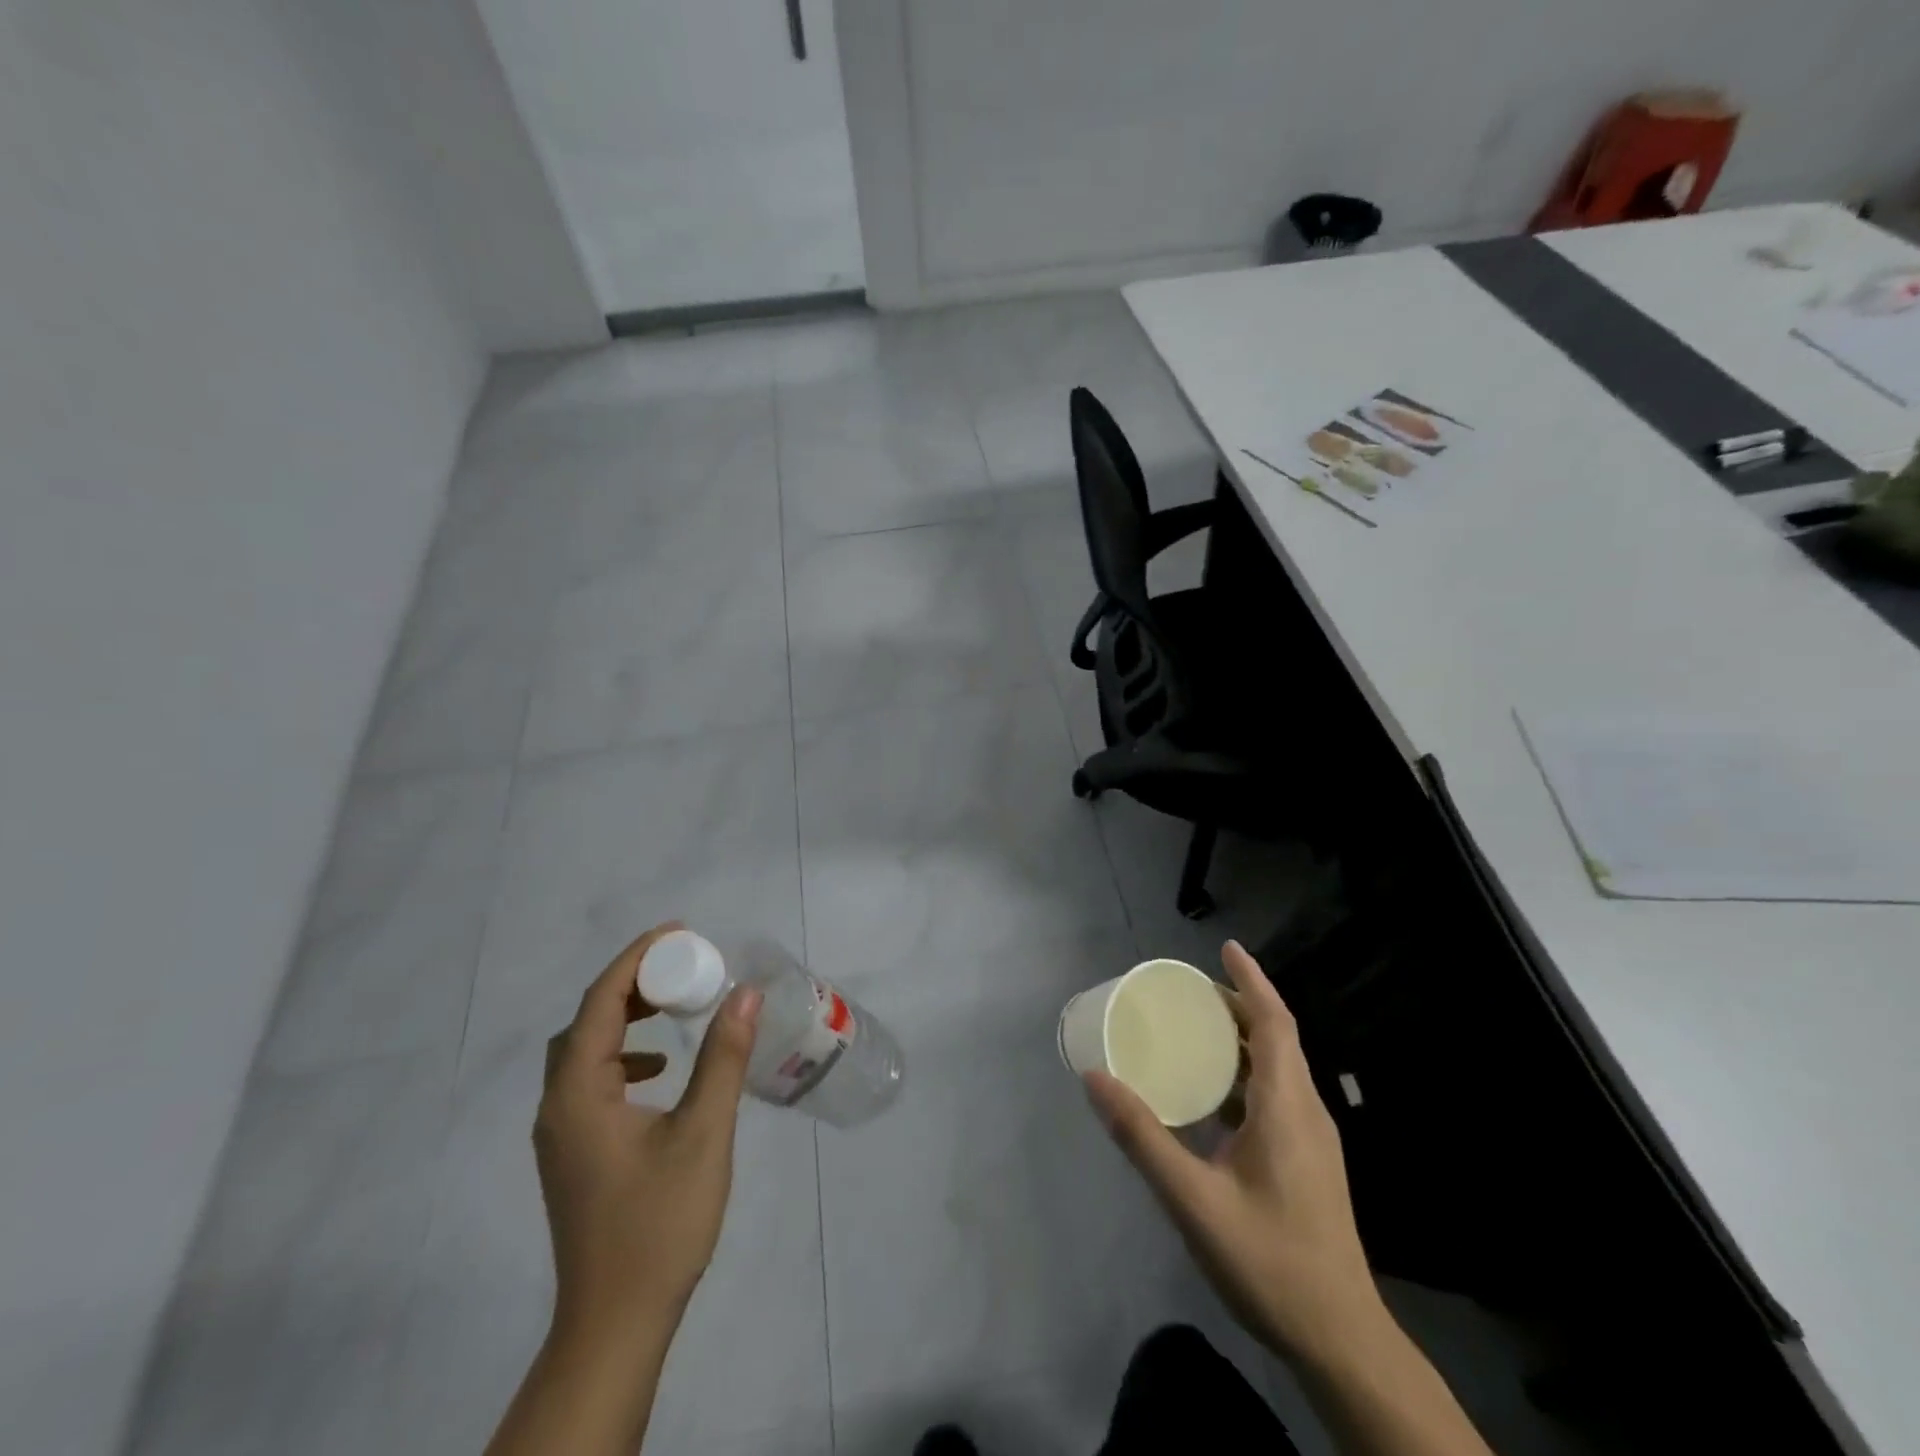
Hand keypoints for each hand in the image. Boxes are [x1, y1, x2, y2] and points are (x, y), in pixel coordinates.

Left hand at [534, 922, 763, 1343]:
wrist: (616, 1323)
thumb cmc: (659, 1224)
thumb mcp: (703, 1133)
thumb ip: (723, 1058)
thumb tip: (744, 993)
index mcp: (578, 1095)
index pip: (599, 1003)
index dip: (636, 959)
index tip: (679, 933)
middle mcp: (557, 1108)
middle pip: (586, 1023)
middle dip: (632, 984)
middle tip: (681, 966)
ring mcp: (560, 1135)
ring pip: (584, 1053)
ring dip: (625, 1020)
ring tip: (672, 1007)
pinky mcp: (573, 1155)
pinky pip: (590, 1082)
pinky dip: (623, 1058)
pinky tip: (660, 1072)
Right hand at [1084, 940, 1385, 1366]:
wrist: (1340, 1341)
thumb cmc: (1269, 1261)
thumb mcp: (1194, 1199)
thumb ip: (1142, 1136)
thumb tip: (1095, 1078)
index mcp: (1287, 1107)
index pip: (1274, 1023)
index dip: (1251, 980)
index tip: (1226, 947)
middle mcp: (1305, 1112)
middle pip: (1275, 1038)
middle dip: (1238, 1004)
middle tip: (1190, 989)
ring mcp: (1311, 1139)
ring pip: (1276, 1068)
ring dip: (1240, 1040)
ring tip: (1194, 1029)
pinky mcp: (1307, 1162)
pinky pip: (1274, 1096)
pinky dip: (1242, 1075)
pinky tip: (1210, 1096)